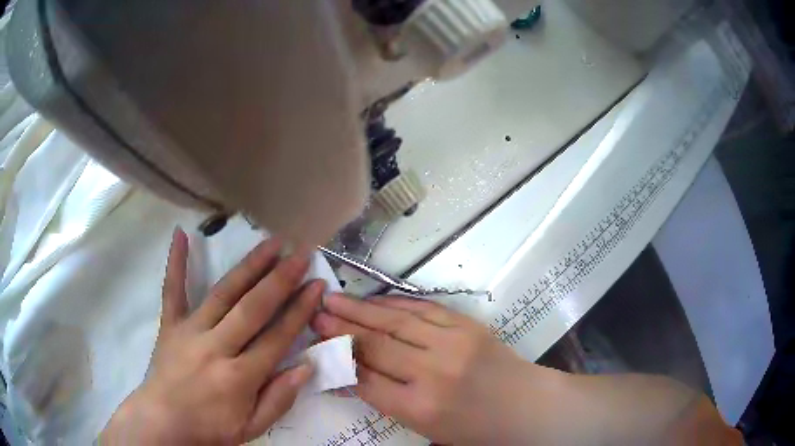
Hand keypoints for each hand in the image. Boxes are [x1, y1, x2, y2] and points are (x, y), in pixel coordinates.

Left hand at [100, 229, 324, 444]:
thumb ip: (279, 399)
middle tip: (301, 253)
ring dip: (249, 266)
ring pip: (223, 293)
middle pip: (253, 308)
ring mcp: (190, 331)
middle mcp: (216, 347)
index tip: (318, 285)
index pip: (277, 337)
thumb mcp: (252, 427)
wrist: (163, 423)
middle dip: (281, 279)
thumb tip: (306, 367)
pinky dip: (176, 263)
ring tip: (270, 242)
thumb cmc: (211, 429)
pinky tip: (181, 234)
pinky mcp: (170, 325)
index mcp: (240, 377)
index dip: (300, 310)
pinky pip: (172, 290)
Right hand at [313, 296, 741, 445]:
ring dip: (361, 309)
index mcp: (420, 408)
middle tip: (313, 312)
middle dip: (340, 329)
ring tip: (333, 298)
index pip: (364, 378)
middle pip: (374, 346)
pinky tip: (375, 300)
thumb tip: (352, 377)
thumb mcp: (427, 429)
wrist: (527, 407)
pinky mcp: (467, 326)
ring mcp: (452, 344)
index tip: (314, 344)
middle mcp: (432, 373)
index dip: (336, 360)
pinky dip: (395, 304)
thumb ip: (388, 402)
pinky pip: (423, 309)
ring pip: (395, 322)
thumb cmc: (477, 430)